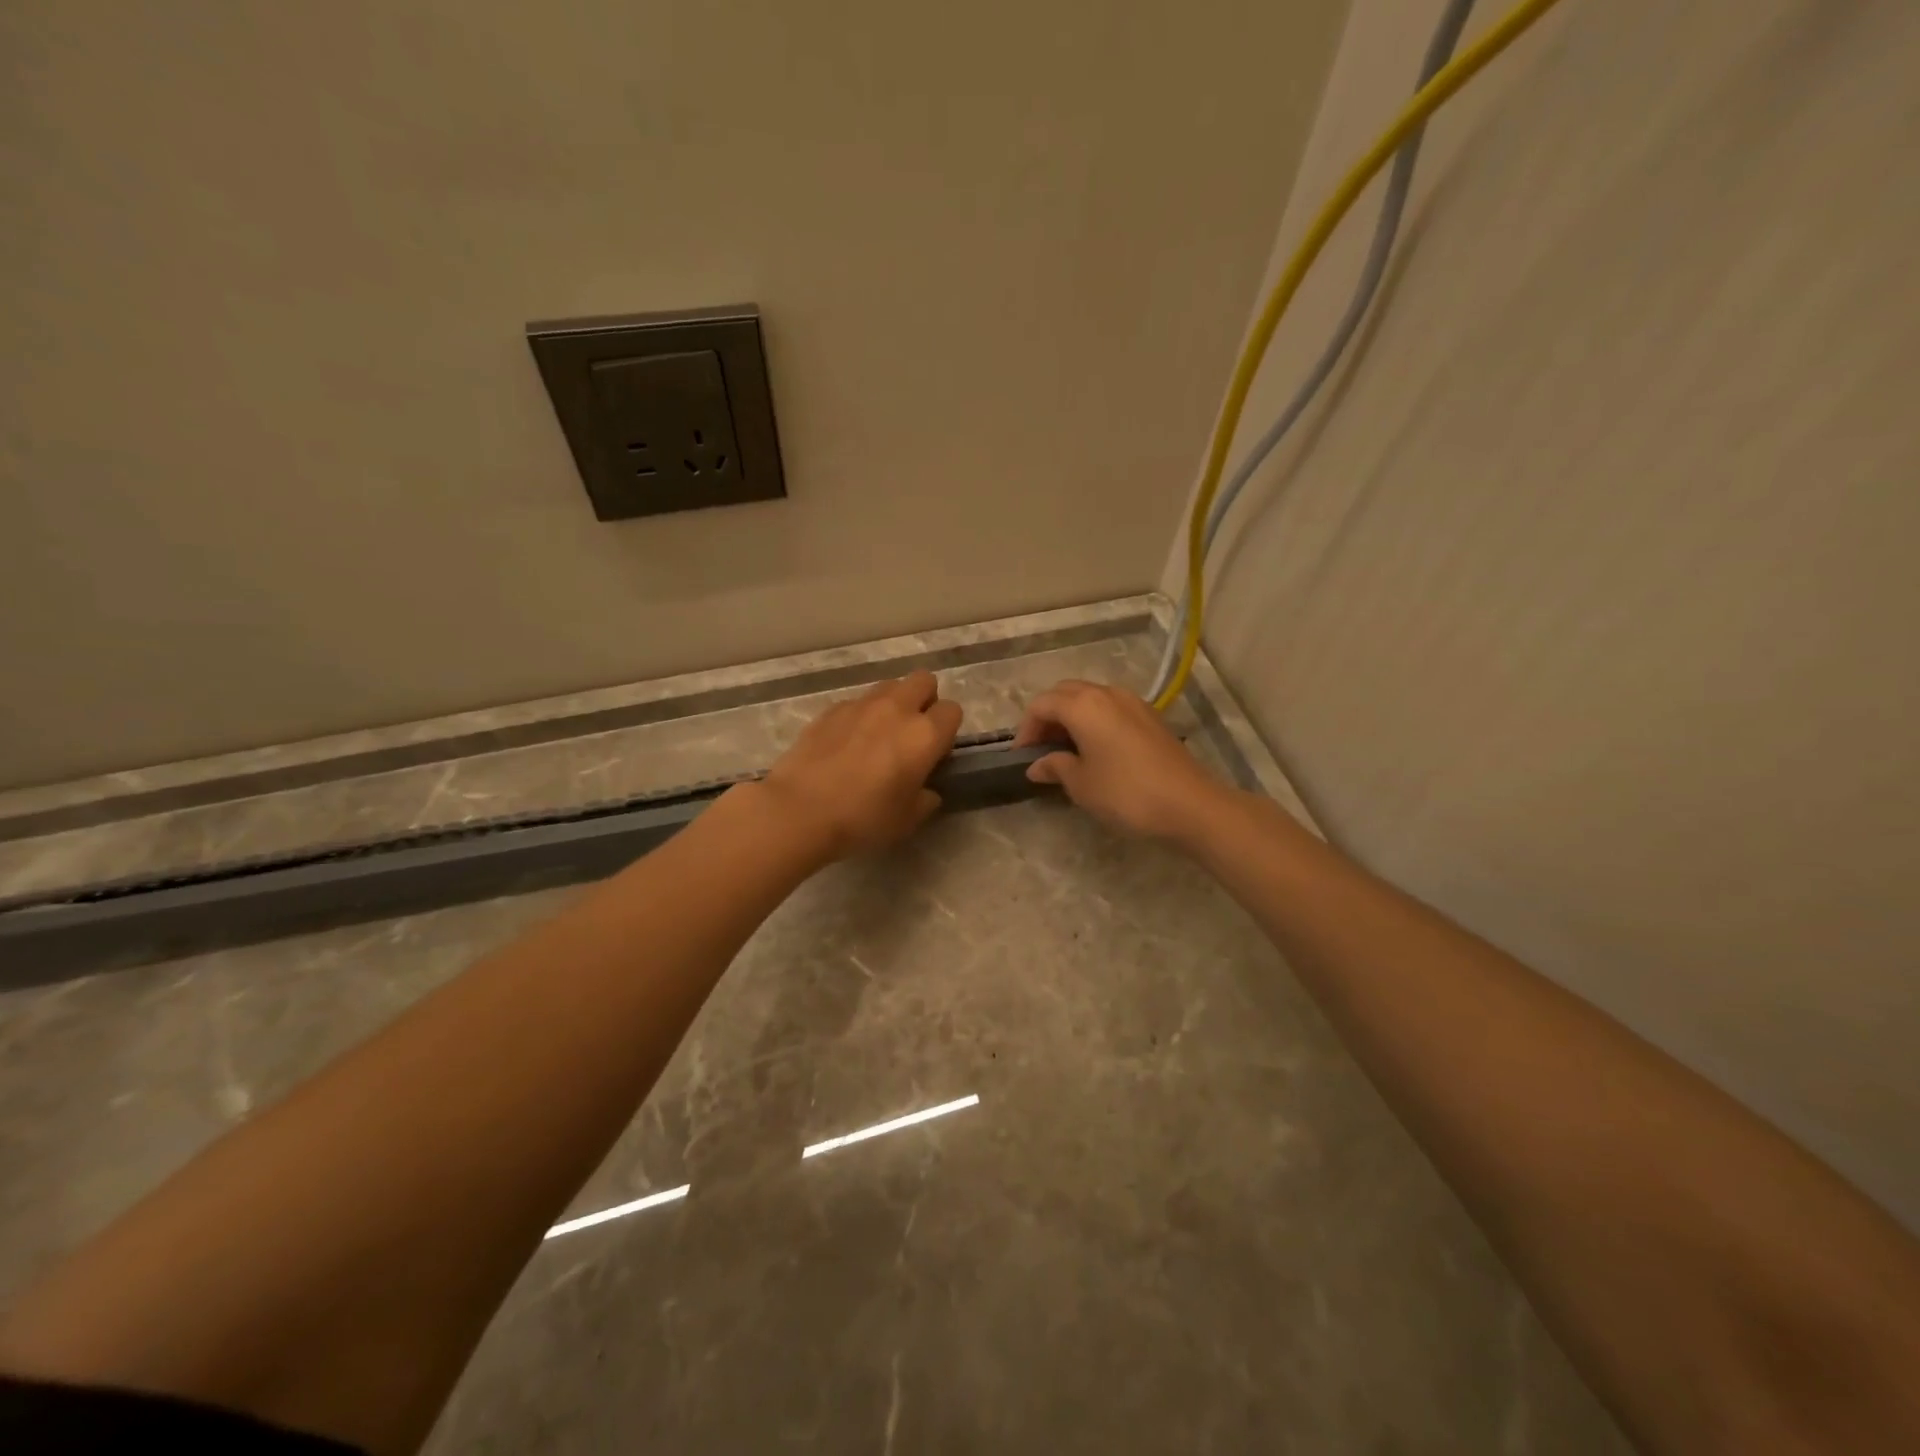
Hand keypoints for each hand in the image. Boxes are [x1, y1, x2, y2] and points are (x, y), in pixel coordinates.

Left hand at [760, 671, 963, 860]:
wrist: (800, 810)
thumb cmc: (862, 818)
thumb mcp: (906, 821)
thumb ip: (925, 800)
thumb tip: (927, 791)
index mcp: (924, 735)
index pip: (952, 711)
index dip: (947, 730)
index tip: (935, 752)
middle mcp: (897, 709)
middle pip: (924, 680)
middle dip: (925, 700)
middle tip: (912, 732)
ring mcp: (861, 705)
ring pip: (889, 686)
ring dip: (893, 703)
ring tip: (879, 735)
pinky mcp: (831, 709)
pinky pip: (856, 702)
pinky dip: (859, 716)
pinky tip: (846, 744)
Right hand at [1014, 680, 1229, 841]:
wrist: (1190, 804)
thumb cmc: (1126, 793)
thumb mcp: (1082, 784)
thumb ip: (1056, 767)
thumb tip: (1037, 765)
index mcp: (1083, 705)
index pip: (1041, 705)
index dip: (1026, 728)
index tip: (1022, 756)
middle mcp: (1106, 694)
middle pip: (1065, 693)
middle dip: (1047, 717)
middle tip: (1041, 749)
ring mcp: (1132, 702)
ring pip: (1090, 698)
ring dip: (1072, 717)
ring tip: (1066, 750)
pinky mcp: (1150, 717)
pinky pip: (1111, 708)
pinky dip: (1095, 721)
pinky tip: (1096, 750)